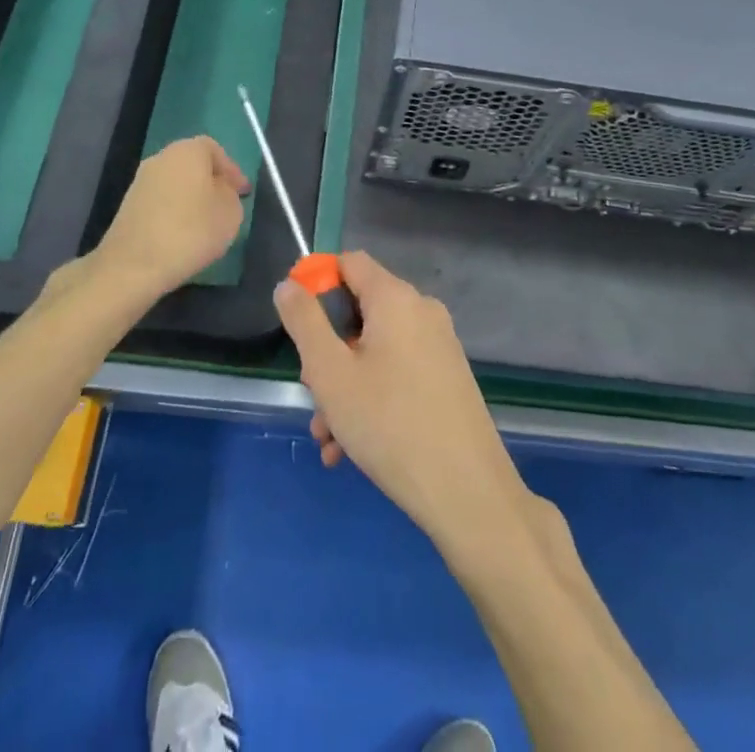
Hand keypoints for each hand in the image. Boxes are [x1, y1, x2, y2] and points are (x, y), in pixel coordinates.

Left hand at [91, 137, 249, 296]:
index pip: (215, 150)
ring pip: (176, 183)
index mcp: (187, 151)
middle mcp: (161, 158)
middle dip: (211, 182)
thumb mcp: (230, 213)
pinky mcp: (128, 206)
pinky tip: (183, 234)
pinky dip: (174, 211)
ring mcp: (141, 182)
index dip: (231, 170)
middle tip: (226, 205)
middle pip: (193, 164)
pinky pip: (161, 201)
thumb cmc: (190, 231)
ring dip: (192, 198)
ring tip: (206, 223)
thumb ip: (230, 195)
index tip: (243, 193)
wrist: (133, 265)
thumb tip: (220, 191)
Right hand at [275, 251, 533, 561]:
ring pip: (375, 351)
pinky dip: (371, 398)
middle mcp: (422, 311)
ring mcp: (439, 346)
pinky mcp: (447, 378)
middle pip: (360, 311)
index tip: (296, 323)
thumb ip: (304, 322)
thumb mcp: (330, 373)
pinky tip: (350, 449)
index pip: (349, 262)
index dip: (316, 282)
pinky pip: (397, 373)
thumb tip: (288, 285)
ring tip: (327, 438)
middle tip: (312, 395)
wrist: (466, 492)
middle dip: (327, 352)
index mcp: (396, 298)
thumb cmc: (389, 424)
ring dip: (344, 386)